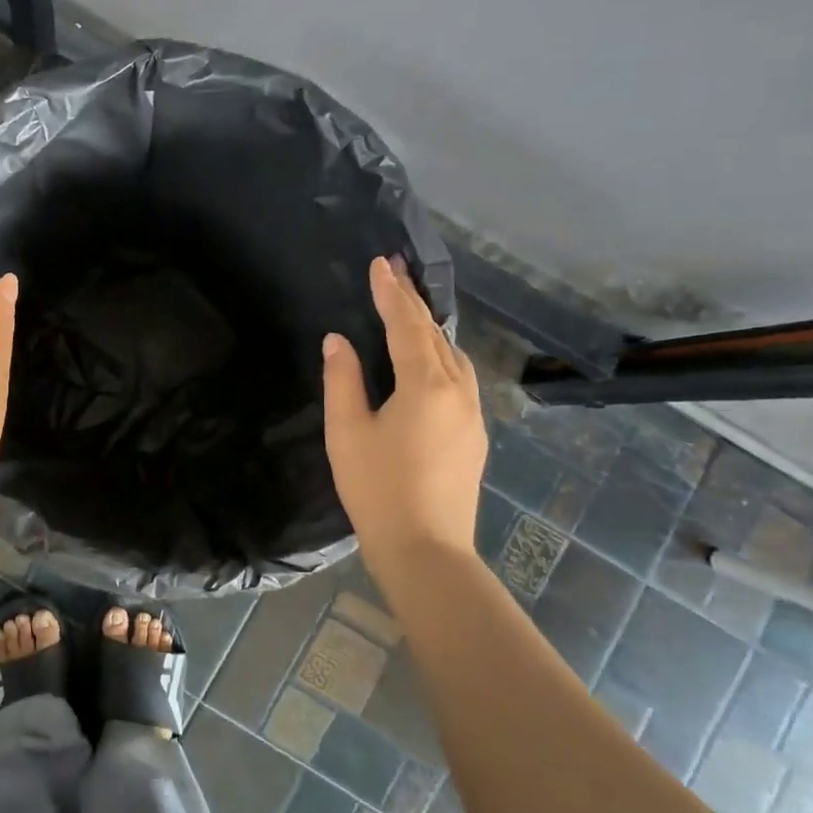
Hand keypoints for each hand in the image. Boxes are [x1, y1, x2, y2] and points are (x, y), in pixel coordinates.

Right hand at [321, 257, 487, 566]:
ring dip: (430, 328)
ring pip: (453, 356)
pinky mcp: (474, 435)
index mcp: (426, 385)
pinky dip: (440, 355)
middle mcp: (458, 391)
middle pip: (435, 335)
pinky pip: (459, 377)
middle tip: (395, 272)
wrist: (426, 549)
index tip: (380, 263)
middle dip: (413, 301)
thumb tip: (338, 340)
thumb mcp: (346, 431)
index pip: (407, 326)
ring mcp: (472, 414)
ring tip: (409, 309)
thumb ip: (343, 379)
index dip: (391, 293)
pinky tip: (428, 360)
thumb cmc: (377, 488)